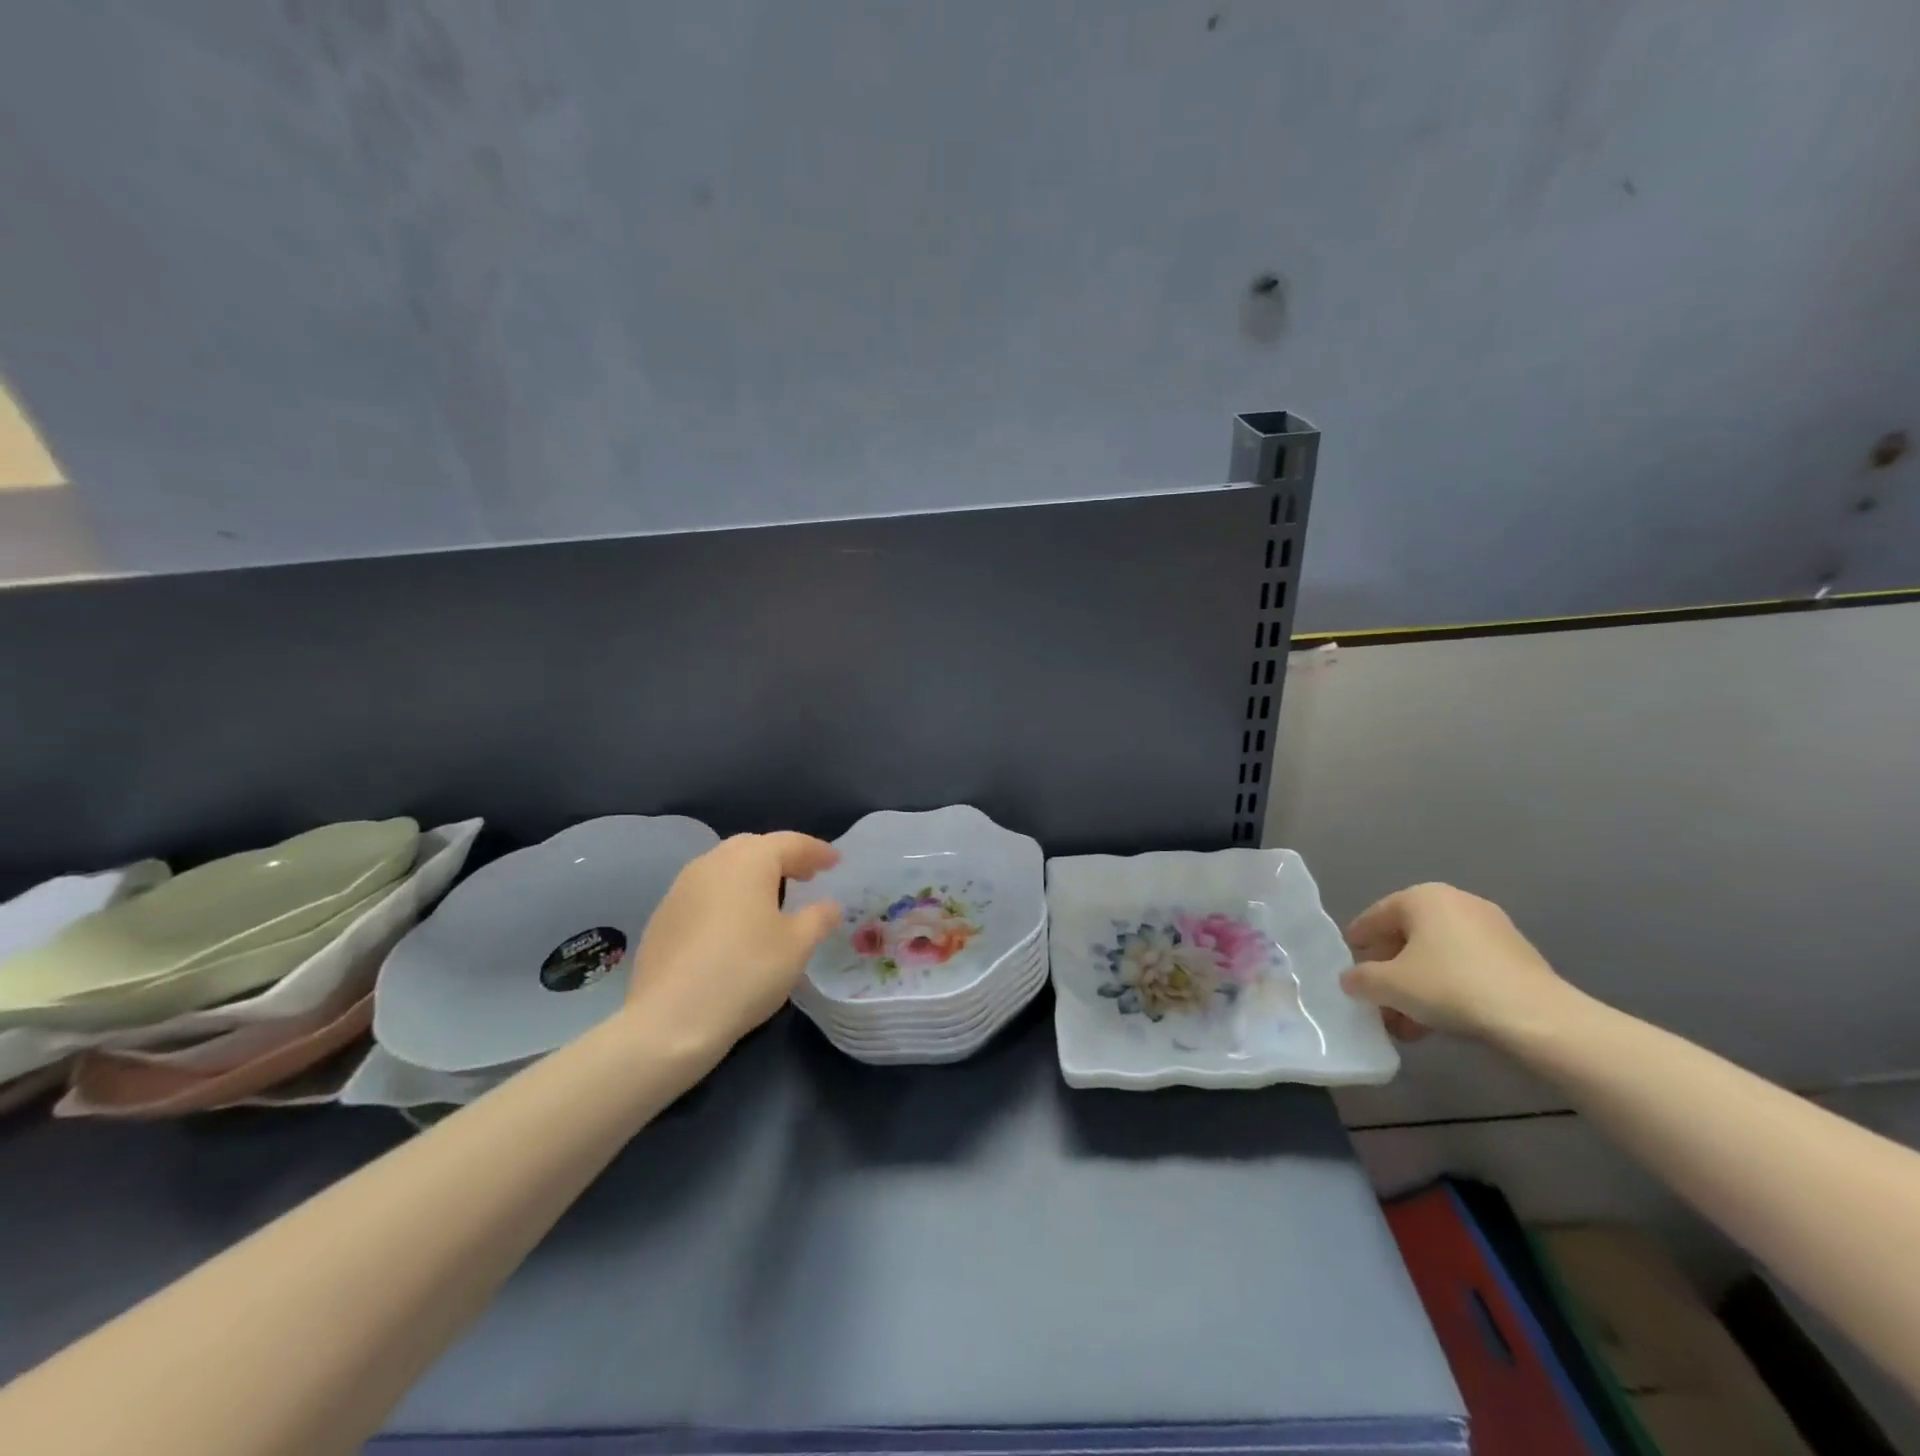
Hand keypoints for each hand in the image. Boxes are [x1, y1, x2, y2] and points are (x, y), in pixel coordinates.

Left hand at [625, 832, 840, 1054]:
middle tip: (807, 876)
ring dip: (753, 876)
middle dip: (783, 858)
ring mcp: (680, 889)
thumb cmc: (745, 972)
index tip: (836, 862)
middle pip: (754, 847)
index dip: (816, 851)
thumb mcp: (797, 946)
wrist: (670, 1020)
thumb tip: (829, 905)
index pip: (790, 843)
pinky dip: (728, 897)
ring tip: (773, 898)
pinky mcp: (663, 917)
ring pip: (725, 868)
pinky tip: (735, 926)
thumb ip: (818, 918)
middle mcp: (711, 863)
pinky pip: (705, 893)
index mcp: (748, 861)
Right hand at [1339, 883, 1582, 1044]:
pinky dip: (1446, 990)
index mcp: (1422, 897)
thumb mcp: (1389, 985)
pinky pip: (1465, 969)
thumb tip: (1352, 980)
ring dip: (1416, 987)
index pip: (1374, 917)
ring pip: (1437, 957)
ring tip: (1404, 1023)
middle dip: (1389, 973)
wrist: (1537, 1018)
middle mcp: (1456, 902)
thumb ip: (1360, 979)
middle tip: (1375, 1000)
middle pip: (1407, 938)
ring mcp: (1491, 929)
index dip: (1357, 943)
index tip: (1346, 967)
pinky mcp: (1516, 958)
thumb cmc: (1450, 986)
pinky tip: (1437, 1023)